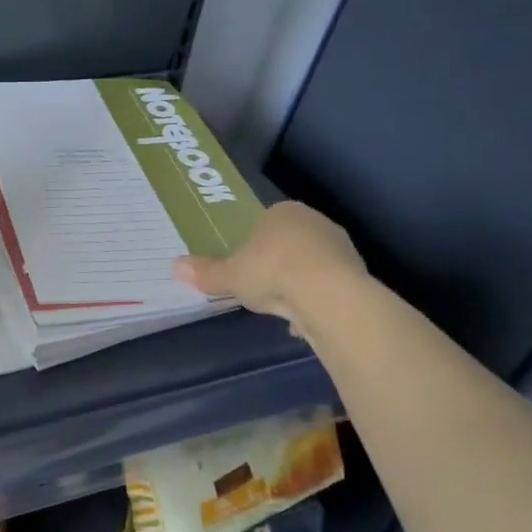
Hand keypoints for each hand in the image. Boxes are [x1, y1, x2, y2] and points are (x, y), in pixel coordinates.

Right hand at [173, 201, 368, 348]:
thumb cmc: (272, 271)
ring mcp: (340, 247)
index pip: (264, 223)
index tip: (245, 266)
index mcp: (283, 212)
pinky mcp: (357, 274)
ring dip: (298, 284)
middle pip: (289, 243)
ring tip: (281, 308)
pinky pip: (328, 286)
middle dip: (277, 264)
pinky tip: (304, 320)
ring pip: (311, 265)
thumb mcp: (230, 275)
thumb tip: (174, 266)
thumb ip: (206, 272)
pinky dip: (316, 301)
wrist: (328, 295)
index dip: (252, 245)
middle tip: (260, 287)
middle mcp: (315, 222)